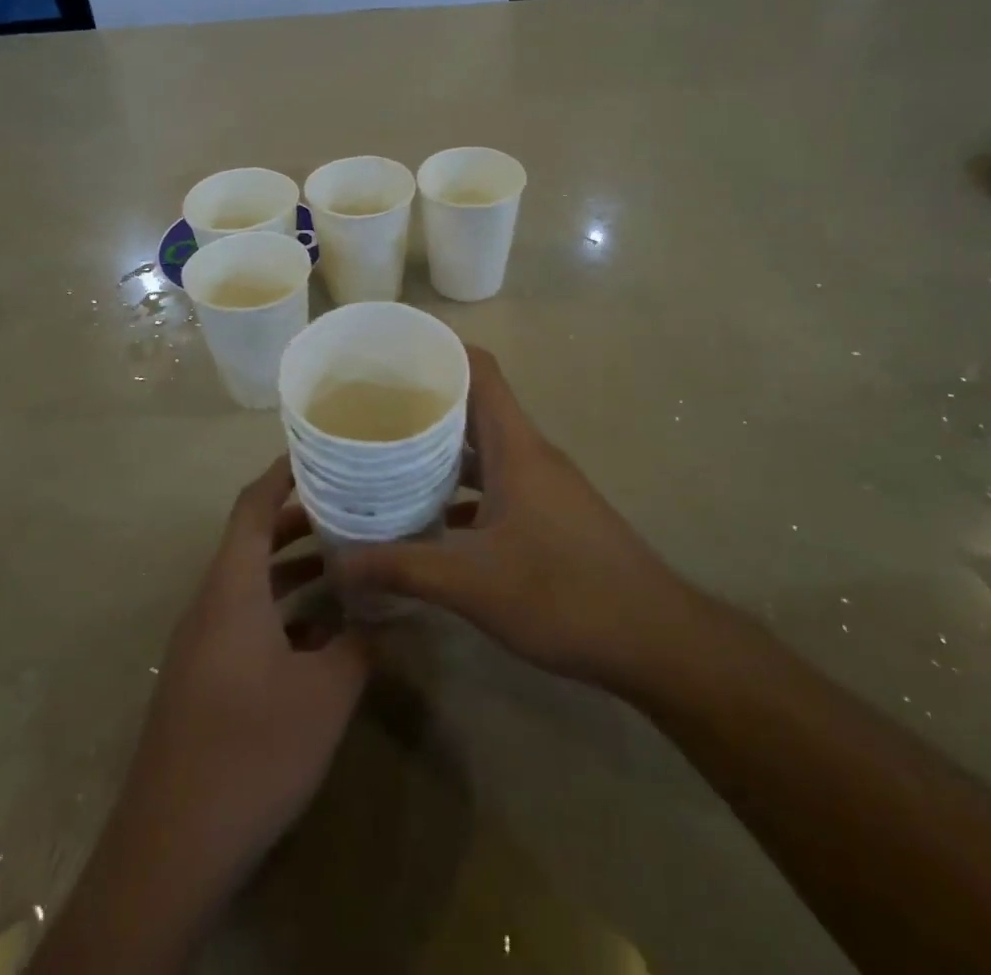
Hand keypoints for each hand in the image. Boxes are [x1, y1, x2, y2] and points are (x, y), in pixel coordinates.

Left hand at [36, 458, 366, 973]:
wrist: (170, 851)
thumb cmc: (250, 750)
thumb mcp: (325, 694)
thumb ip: (359, 643)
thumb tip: (386, 613)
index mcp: (232, 589)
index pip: (253, 507)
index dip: (282, 473)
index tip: (321, 451)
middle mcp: (212, 604)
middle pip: (254, 540)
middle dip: (302, 520)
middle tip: (353, 505)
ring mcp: (204, 643)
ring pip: (253, 583)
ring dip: (296, 568)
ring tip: (349, 559)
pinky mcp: (205, 678)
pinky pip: (247, 621)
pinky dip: (285, 611)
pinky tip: (326, 630)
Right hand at [336, 346, 693, 697]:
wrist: (653, 638)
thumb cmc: (565, 594)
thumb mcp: (474, 583)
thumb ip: (403, 567)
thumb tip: (337, 562)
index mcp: (515, 446)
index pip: (480, 370)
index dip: (439, 352)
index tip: (390, 356)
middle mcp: (529, 453)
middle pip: (475, 405)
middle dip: (425, 402)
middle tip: (370, 409)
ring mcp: (543, 484)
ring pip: (484, 448)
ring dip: (442, 449)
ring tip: (388, 457)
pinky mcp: (549, 514)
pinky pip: (496, 483)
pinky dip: (462, 489)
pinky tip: (430, 517)